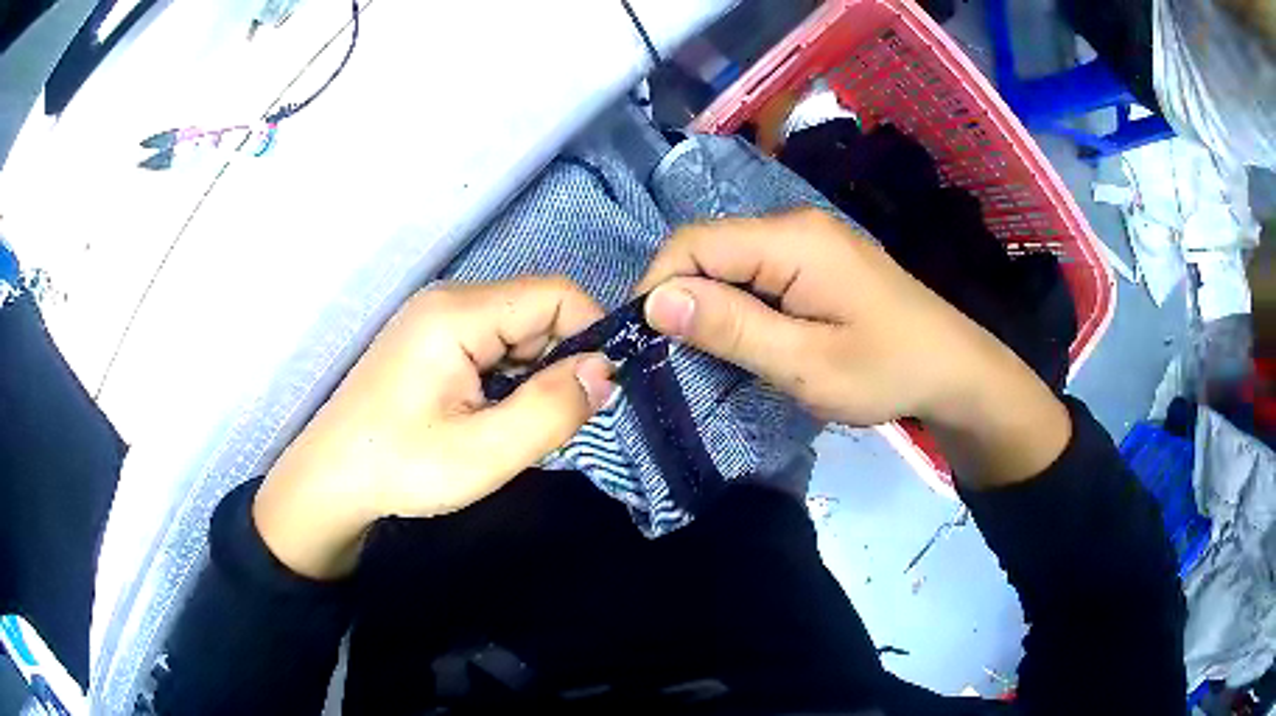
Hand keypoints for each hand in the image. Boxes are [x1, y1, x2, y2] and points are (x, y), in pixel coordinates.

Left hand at [253, 278, 615, 578]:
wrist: (330, 480)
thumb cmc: (401, 467)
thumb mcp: (484, 453)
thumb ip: (552, 410)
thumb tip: (605, 370)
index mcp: (458, 313)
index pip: (556, 295)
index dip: (589, 336)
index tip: (595, 394)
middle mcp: (448, 300)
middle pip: (536, 310)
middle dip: (557, 362)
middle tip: (544, 422)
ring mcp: (435, 317)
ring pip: (516, 329)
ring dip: (531, 375)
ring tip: (508, 424)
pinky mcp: (429, 339)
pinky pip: (491, 343)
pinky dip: (507, 377)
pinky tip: (486, 415)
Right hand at [635, 208, 1069, 487]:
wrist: (953, 370)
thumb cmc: (886, 370)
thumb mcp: (806, 362)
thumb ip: (731, 328)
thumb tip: (655, 302)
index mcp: (792, 240)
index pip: (694, 243)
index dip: (658, 287)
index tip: (648, 343)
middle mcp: (794, 224)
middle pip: (710, 247)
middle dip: (683, 297)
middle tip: (681, 358)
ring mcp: (808, 239)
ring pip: (730, 261)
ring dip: (711, 304)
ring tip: (714, 353)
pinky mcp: (817, 259)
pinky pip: (756, 271)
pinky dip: (739, 303)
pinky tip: (749, 337)